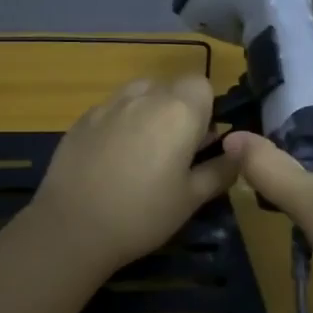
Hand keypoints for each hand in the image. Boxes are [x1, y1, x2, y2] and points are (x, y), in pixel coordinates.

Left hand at [28, 76, 240, 277]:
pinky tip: (112, 160)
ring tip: (143, 152)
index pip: (203, 84)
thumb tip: (239, 154)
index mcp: (178, 111)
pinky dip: (120, 124)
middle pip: (171, 86)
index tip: (202, 141)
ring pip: (139, 94)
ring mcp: (108, 105)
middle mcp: (144, 96)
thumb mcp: (192, 198)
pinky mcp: (82, 120)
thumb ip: (220, 170)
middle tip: (175, 152)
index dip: (206, 109)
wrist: (73, 228)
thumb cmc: (143, 214)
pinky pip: (112, 110)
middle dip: (178, 110)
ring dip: (149, 112)